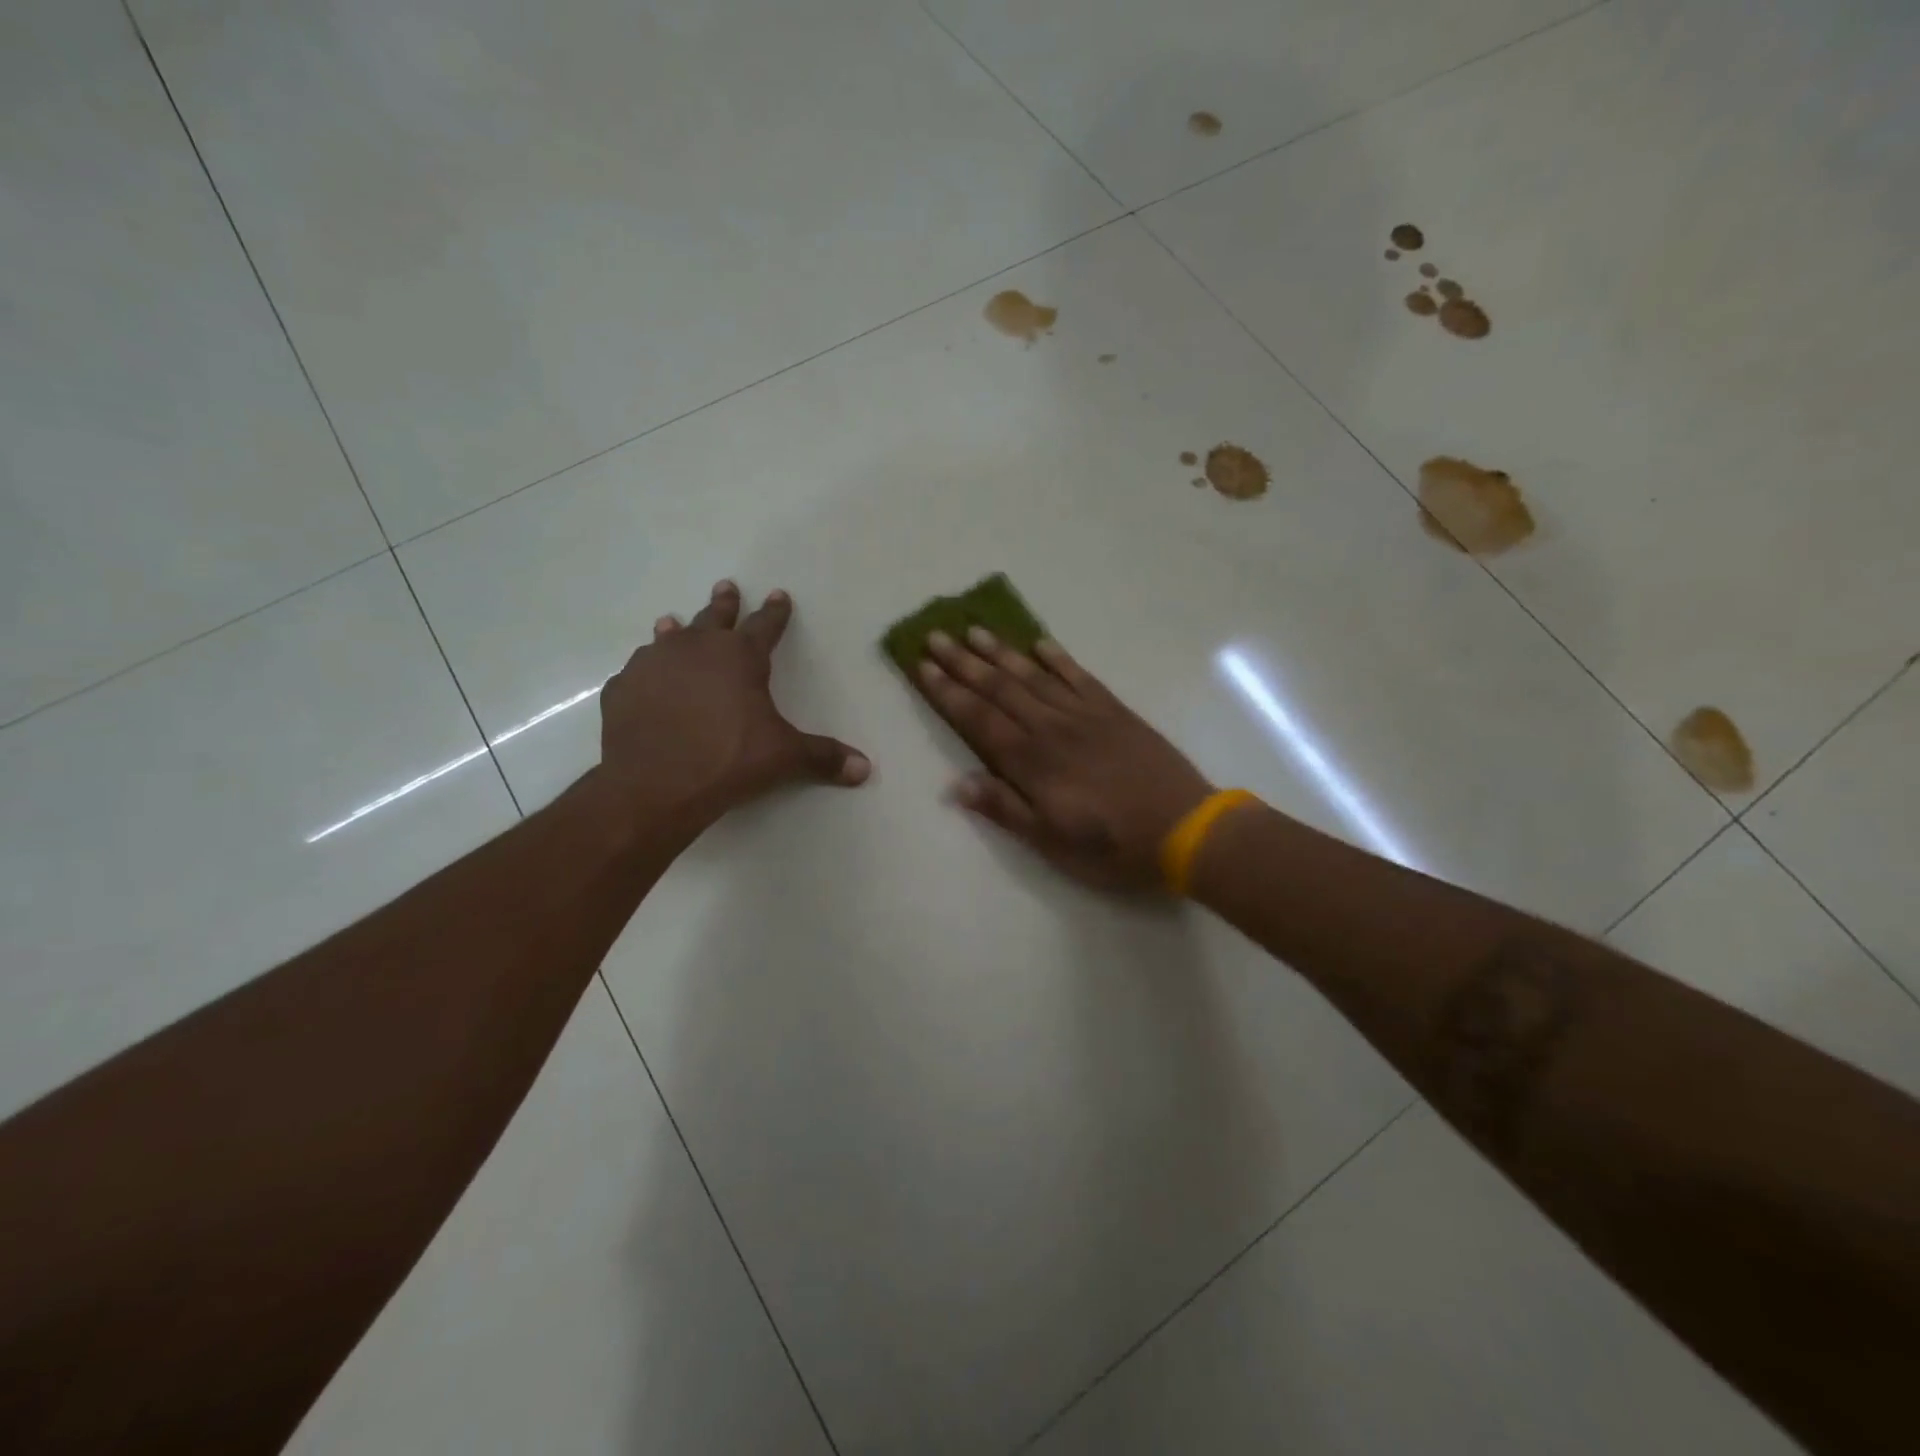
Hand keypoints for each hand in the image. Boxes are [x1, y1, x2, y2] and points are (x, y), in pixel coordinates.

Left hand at [597, 580, 868, 827]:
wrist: (654, 785)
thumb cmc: (729, 760)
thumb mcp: (784, 757)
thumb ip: (824, 758)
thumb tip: (865, 769)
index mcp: (740, 656)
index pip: (765, 626)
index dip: (775, 612)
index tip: (779, 595)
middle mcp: (695, 649)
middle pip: (713, 618)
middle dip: (724, 603)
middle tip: (726, 586)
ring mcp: (653, 665)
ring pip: (668, 638)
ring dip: (675, 630)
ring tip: (671, 622)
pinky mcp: (622, 689)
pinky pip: (637, 673)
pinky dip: (646, 673)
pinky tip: (645, 681)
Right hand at [917, 628, 1213, 891]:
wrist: (1185, 828)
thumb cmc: (1113, 845)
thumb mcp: (1052, 842)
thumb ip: (1005, 809)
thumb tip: (956, 784)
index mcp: (1032, 762)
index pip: (979, 719)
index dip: (948, 692)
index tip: (922, 666)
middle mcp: (1052, 728)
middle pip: (1000, 688)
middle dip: (964, 662)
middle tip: (936, 636)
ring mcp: (1085, 715)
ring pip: (1034, 676)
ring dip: (1002, 653)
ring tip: (975, 631)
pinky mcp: (1115, 711)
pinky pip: (1079, 677)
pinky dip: (1058, 659)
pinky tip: (1040, 644)